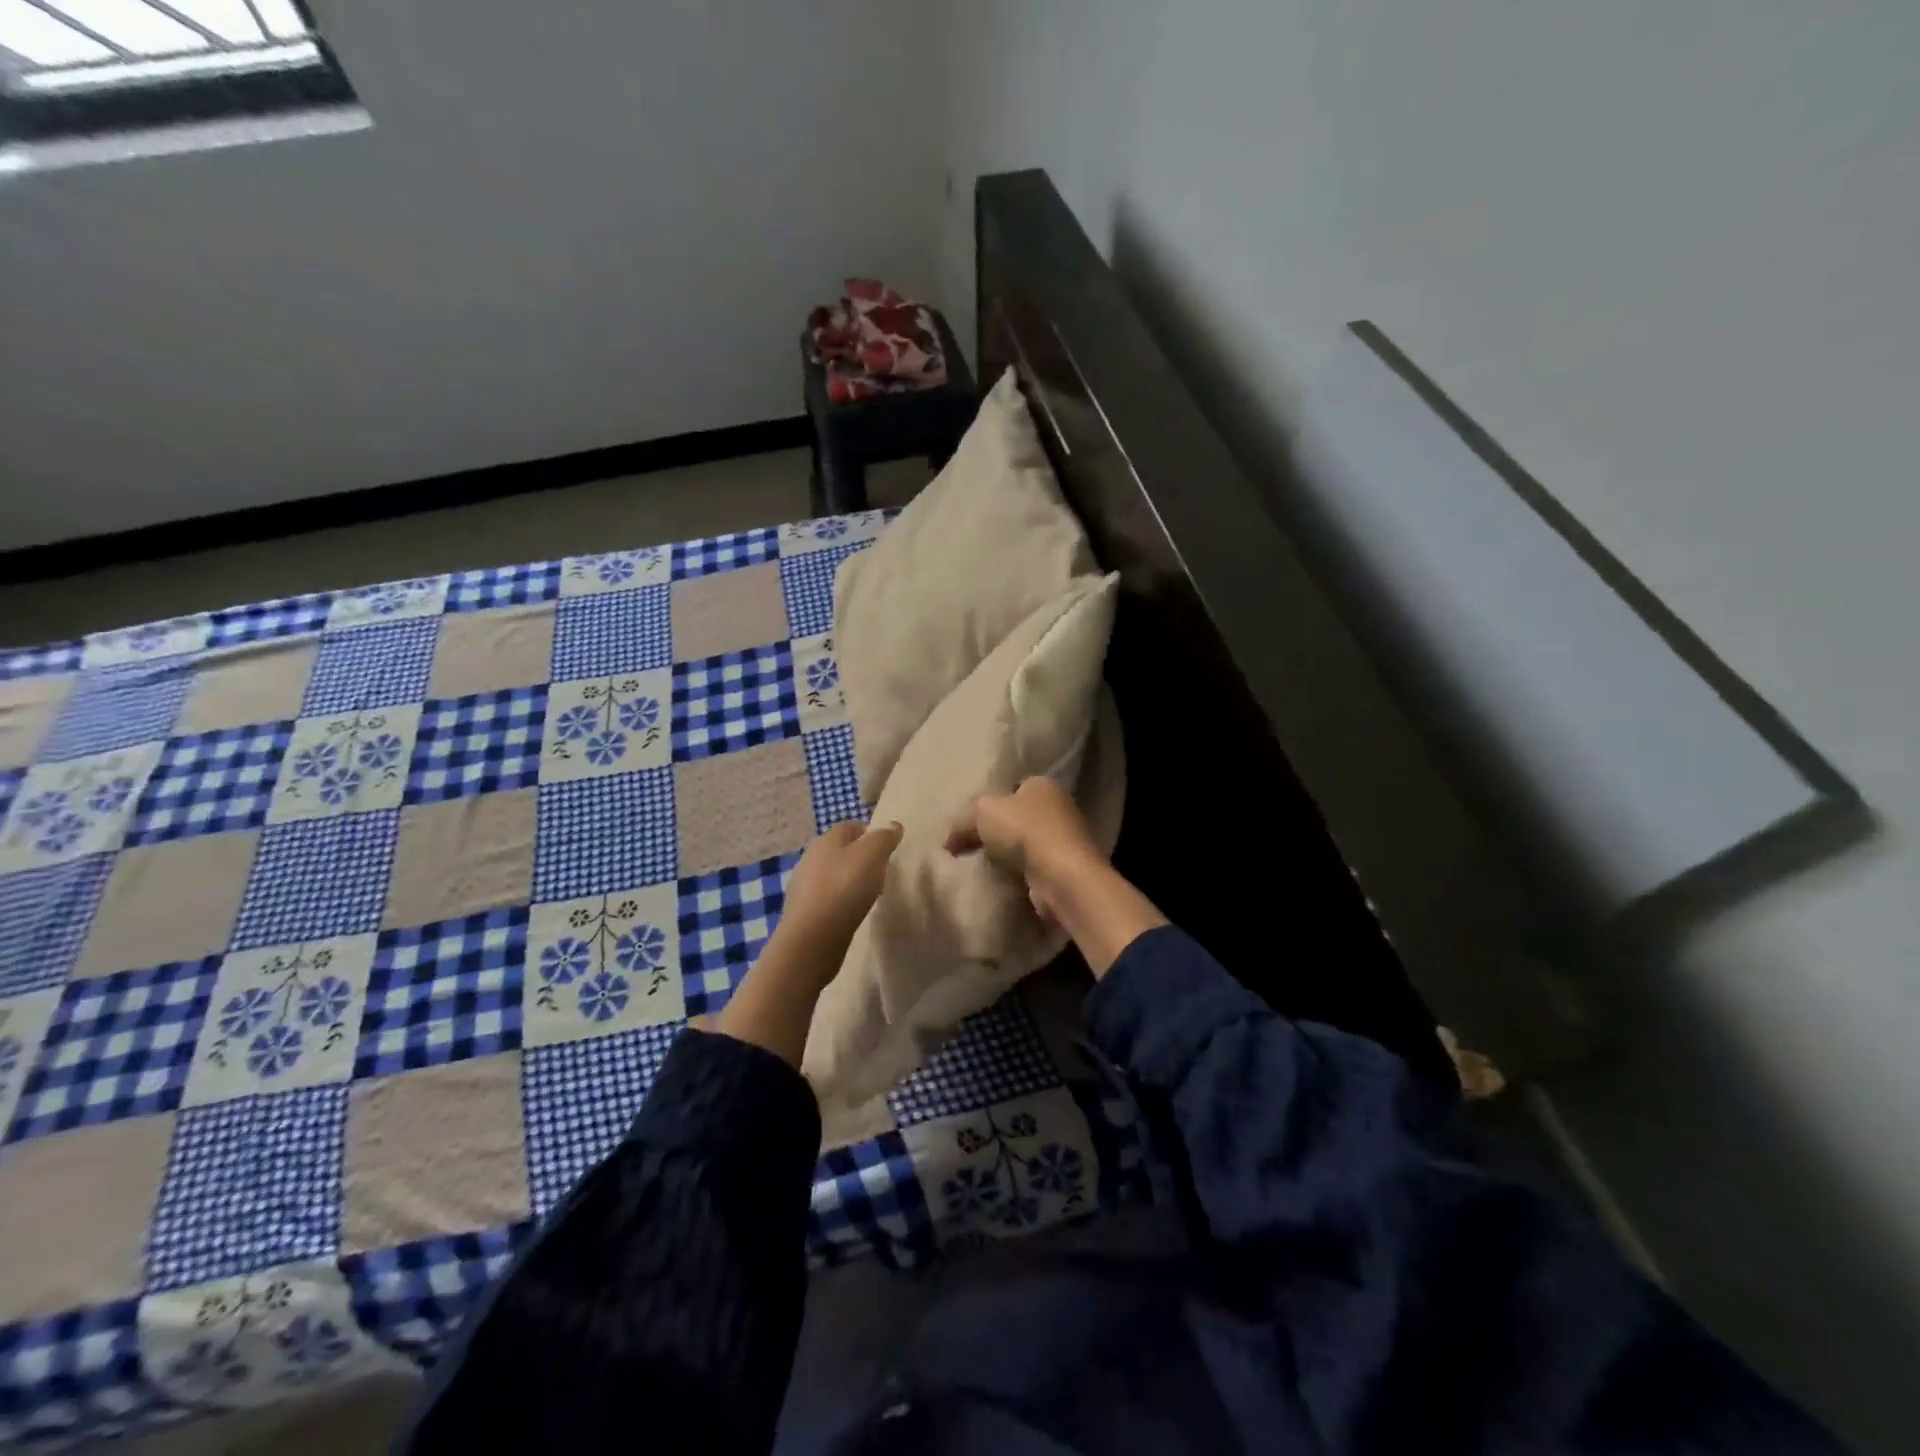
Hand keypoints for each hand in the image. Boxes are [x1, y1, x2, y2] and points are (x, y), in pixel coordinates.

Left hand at [776, 819, 902, 964]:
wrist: (812, 938)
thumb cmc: (844, 888)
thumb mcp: (872, 855)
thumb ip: (884, 838)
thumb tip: (893, 825)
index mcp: (826, 840)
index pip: (849, 826)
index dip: (869, 832)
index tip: (887, 845)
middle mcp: (810, 858)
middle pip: (839, 850)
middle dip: (859, 856)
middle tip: (881, 869)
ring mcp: (803, 886)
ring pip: (832, 874)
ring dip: (849, 880)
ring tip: (869, 892)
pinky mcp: (803, 912)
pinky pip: (827, 898)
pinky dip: (840, 900)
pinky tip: (851, 911)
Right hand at [947, 777, 1164, 977]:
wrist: (1062, 876)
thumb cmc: (1025, 831)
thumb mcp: (983, 812)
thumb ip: (963, 821)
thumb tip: (948, 841)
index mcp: (1043, 784)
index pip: (1012, 788)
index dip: (990, 802)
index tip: (969, 821)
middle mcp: (1059, 808)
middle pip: (1018, 816)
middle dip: (997, 831)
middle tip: (969, 846)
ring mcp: (1065, 840)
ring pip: (1026, 843)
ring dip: (1007, 855)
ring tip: (981, 866)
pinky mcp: (1064, 868)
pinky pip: (1033, 867)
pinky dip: (1018, 874)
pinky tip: (1001, 881)